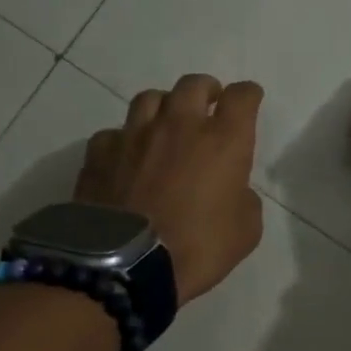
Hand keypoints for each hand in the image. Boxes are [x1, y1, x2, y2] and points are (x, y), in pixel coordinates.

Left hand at [77, 74, 265, 303]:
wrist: (126, 265)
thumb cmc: (198, 248)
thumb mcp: (245, 231)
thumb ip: (244, 199)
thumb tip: (232, 189)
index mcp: (223, 141)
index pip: (242, 98)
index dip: (248, 95)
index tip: (250, 101)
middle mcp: (179, 126)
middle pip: (194, 85)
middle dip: (207, 90)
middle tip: (209, 105)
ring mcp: (135, 135)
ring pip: (151, 99)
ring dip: (165, 106)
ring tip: (167, 124)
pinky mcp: (100, 152)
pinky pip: (115, 133)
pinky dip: (126, 140)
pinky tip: (128, 157)